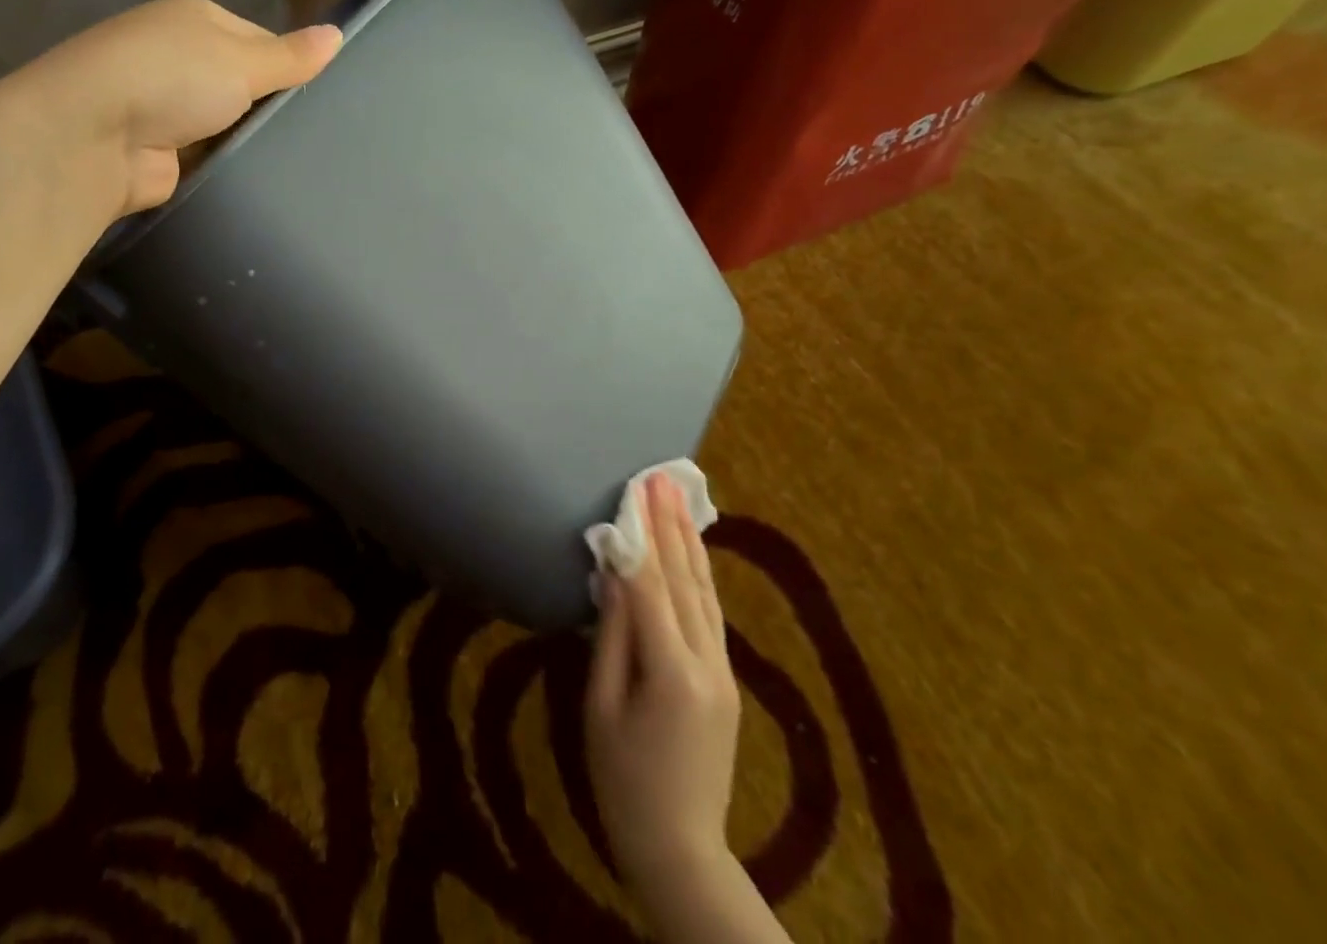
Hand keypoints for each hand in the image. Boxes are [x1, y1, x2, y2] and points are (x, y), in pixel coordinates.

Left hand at [6, 0, 341, 216]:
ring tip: (301, 160)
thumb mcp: (242, 60)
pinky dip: (231, 165)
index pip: (261, 39)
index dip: (290, 65)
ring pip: (230, 123)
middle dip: (272, 106)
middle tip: (317, 133)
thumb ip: (290, 56)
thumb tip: (338, 34)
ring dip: (251, 138)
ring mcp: (167, 108)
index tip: (322, 94)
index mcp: (196, 21)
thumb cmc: (172, 78)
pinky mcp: (163, 153)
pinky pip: (212, 156)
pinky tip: (264, 179)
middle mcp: (179, 60)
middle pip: (245, 83)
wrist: (92, 137)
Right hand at [587, 474, 788, 942]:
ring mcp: (723, 671)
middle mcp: (707, 662)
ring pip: (705, 592)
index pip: (651, 586)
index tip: (633, 491)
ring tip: (678, 499)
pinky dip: (700, 574)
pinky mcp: (725, 679)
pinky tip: (693, 551)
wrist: (682, 850)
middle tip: (659, 477)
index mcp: (672, 671)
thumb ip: (612, 635)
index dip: (640, 535)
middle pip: (685, 579)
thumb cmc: (622, 780)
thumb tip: (615, 574)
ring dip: (689, 541)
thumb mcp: (601, 706)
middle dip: (670, 524)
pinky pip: (711, 613)